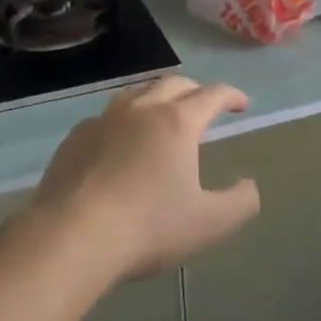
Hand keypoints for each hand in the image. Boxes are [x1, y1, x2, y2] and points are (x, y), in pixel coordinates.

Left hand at [26, 76, 259, 281]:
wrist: (71, 237)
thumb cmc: (148, 227)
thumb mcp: (209, 224)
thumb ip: (239, 203)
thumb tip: (250, 186)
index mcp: (178, 121)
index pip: (212, 94)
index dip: (231, 95)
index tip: (241, 103)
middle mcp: (141, 109)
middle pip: (174, 84)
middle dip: (195, 90)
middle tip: (205, 107)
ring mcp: (103, 120)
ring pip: (137, 93)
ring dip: (157, 98)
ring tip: (163, 115)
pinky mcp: (75, 138)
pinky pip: (106, 118)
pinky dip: (123, 121)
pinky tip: (119, 144)